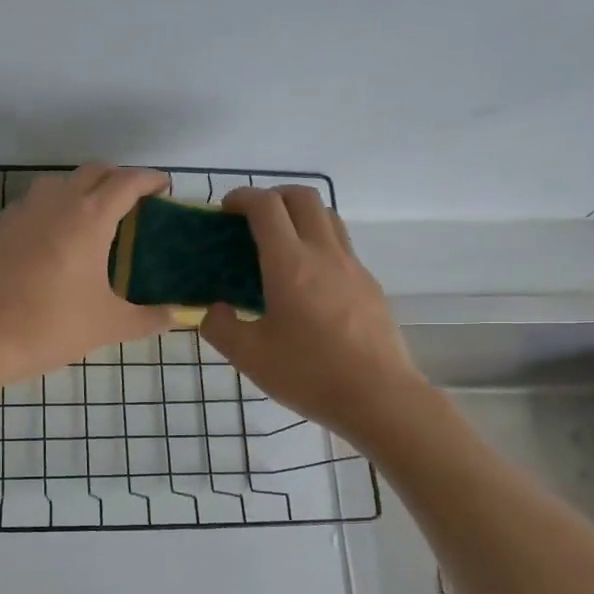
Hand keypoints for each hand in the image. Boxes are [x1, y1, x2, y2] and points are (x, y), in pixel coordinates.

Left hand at [0, 166, 175, 383]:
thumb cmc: (52, 326)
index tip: (164, 188)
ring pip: (60, 182)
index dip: (150, 180)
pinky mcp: (2, 227)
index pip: (127, 182)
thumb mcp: (109, 325)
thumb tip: (177, 317)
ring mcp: (25, 211)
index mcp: (90, 218)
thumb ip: (149, 319)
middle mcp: (58, 202)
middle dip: (118, 178)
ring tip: (95, 216)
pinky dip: (53, 206)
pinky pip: (35, 202)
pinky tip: (56, 235)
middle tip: (134, 202)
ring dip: (83, 187)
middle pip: (94, 172)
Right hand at [201, 186, 428, 435]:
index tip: (225, 210)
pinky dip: (319, 243)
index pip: (266, 207)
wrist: (379, 397)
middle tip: (251, 220)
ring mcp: (353, 267)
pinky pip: (342, 246)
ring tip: (280, 244)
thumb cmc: (309, 374)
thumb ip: (221, 327)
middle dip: (272, 196)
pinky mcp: (370, 285)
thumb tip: (214, 311)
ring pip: (328, 217)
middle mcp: (324, 253)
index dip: (242, 198)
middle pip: (302, 197)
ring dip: (300, 215)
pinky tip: (307, 281)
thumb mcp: (249, 357)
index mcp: (290, 264)